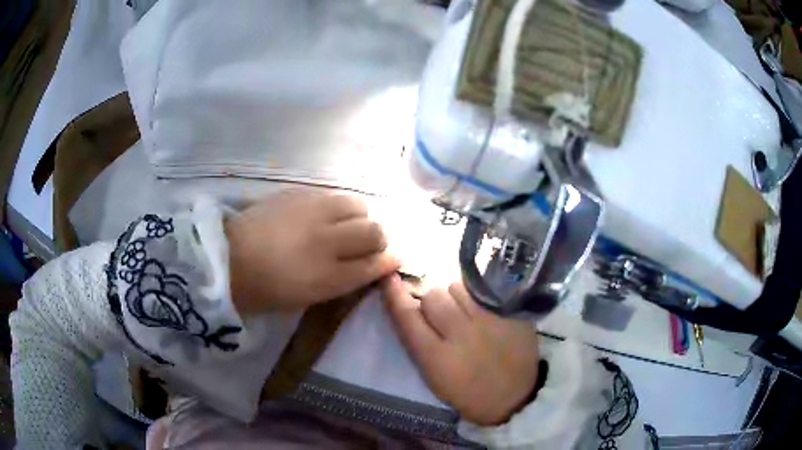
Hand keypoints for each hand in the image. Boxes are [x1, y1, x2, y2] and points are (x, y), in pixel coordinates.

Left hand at [226, 190, 400, 313]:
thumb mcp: (309, 296)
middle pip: (373, 230)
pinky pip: (332, 195)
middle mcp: (324, 240)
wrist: (227, 258)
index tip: (392, 260)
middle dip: (377, 239)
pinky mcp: (297, 192)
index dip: (387, 262)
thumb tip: (373, 264)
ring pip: (357, 204)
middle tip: (363, 245)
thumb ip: (345, 280)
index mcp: (326, 276)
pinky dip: (336, 206)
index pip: (373, 264)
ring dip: (358, 217)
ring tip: (342, 226)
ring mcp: (311, 211)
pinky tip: (321, 215)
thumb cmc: (267, 289)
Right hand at [381, 275, 539, 425]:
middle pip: (433, 295)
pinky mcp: (509, 312)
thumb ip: (419, 344)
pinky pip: (481, 290)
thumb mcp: (435, 378)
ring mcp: (489, 320)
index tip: (389, 279)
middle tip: (440, 313)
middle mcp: (462, 334)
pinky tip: (480, 309)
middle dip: (431, 301)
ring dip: (453, 296)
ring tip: (463, 311)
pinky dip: (474, 296)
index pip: (408, 317)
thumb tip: (409, 308)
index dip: (394, 295)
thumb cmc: (469, 393)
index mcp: (438, 359)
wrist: (515, 397)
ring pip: (457, 287)